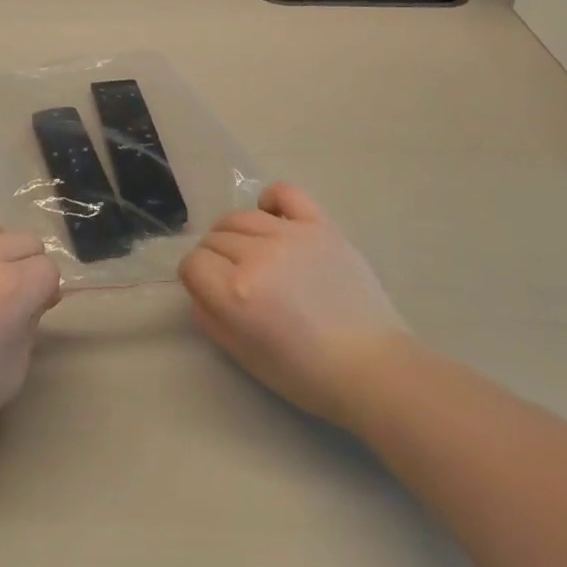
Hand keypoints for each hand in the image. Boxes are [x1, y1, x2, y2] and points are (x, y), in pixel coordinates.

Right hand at [179, 184, 407, 429]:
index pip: (192, 264)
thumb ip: (210, 319)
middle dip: (216, 259)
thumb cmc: (306, 374)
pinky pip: (283, 192)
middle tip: (236, 280)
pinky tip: (273, 220)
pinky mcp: (319, 225)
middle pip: (214, 239)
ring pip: (240, 217)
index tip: (211, 291)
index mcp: (236, 293)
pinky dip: (270, 202)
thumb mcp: (245, 357)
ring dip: (236, 234)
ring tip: (254, 255)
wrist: (373, 367)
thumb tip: (197, 288)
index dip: (196, 279)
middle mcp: (258, 256)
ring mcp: (290, 235)